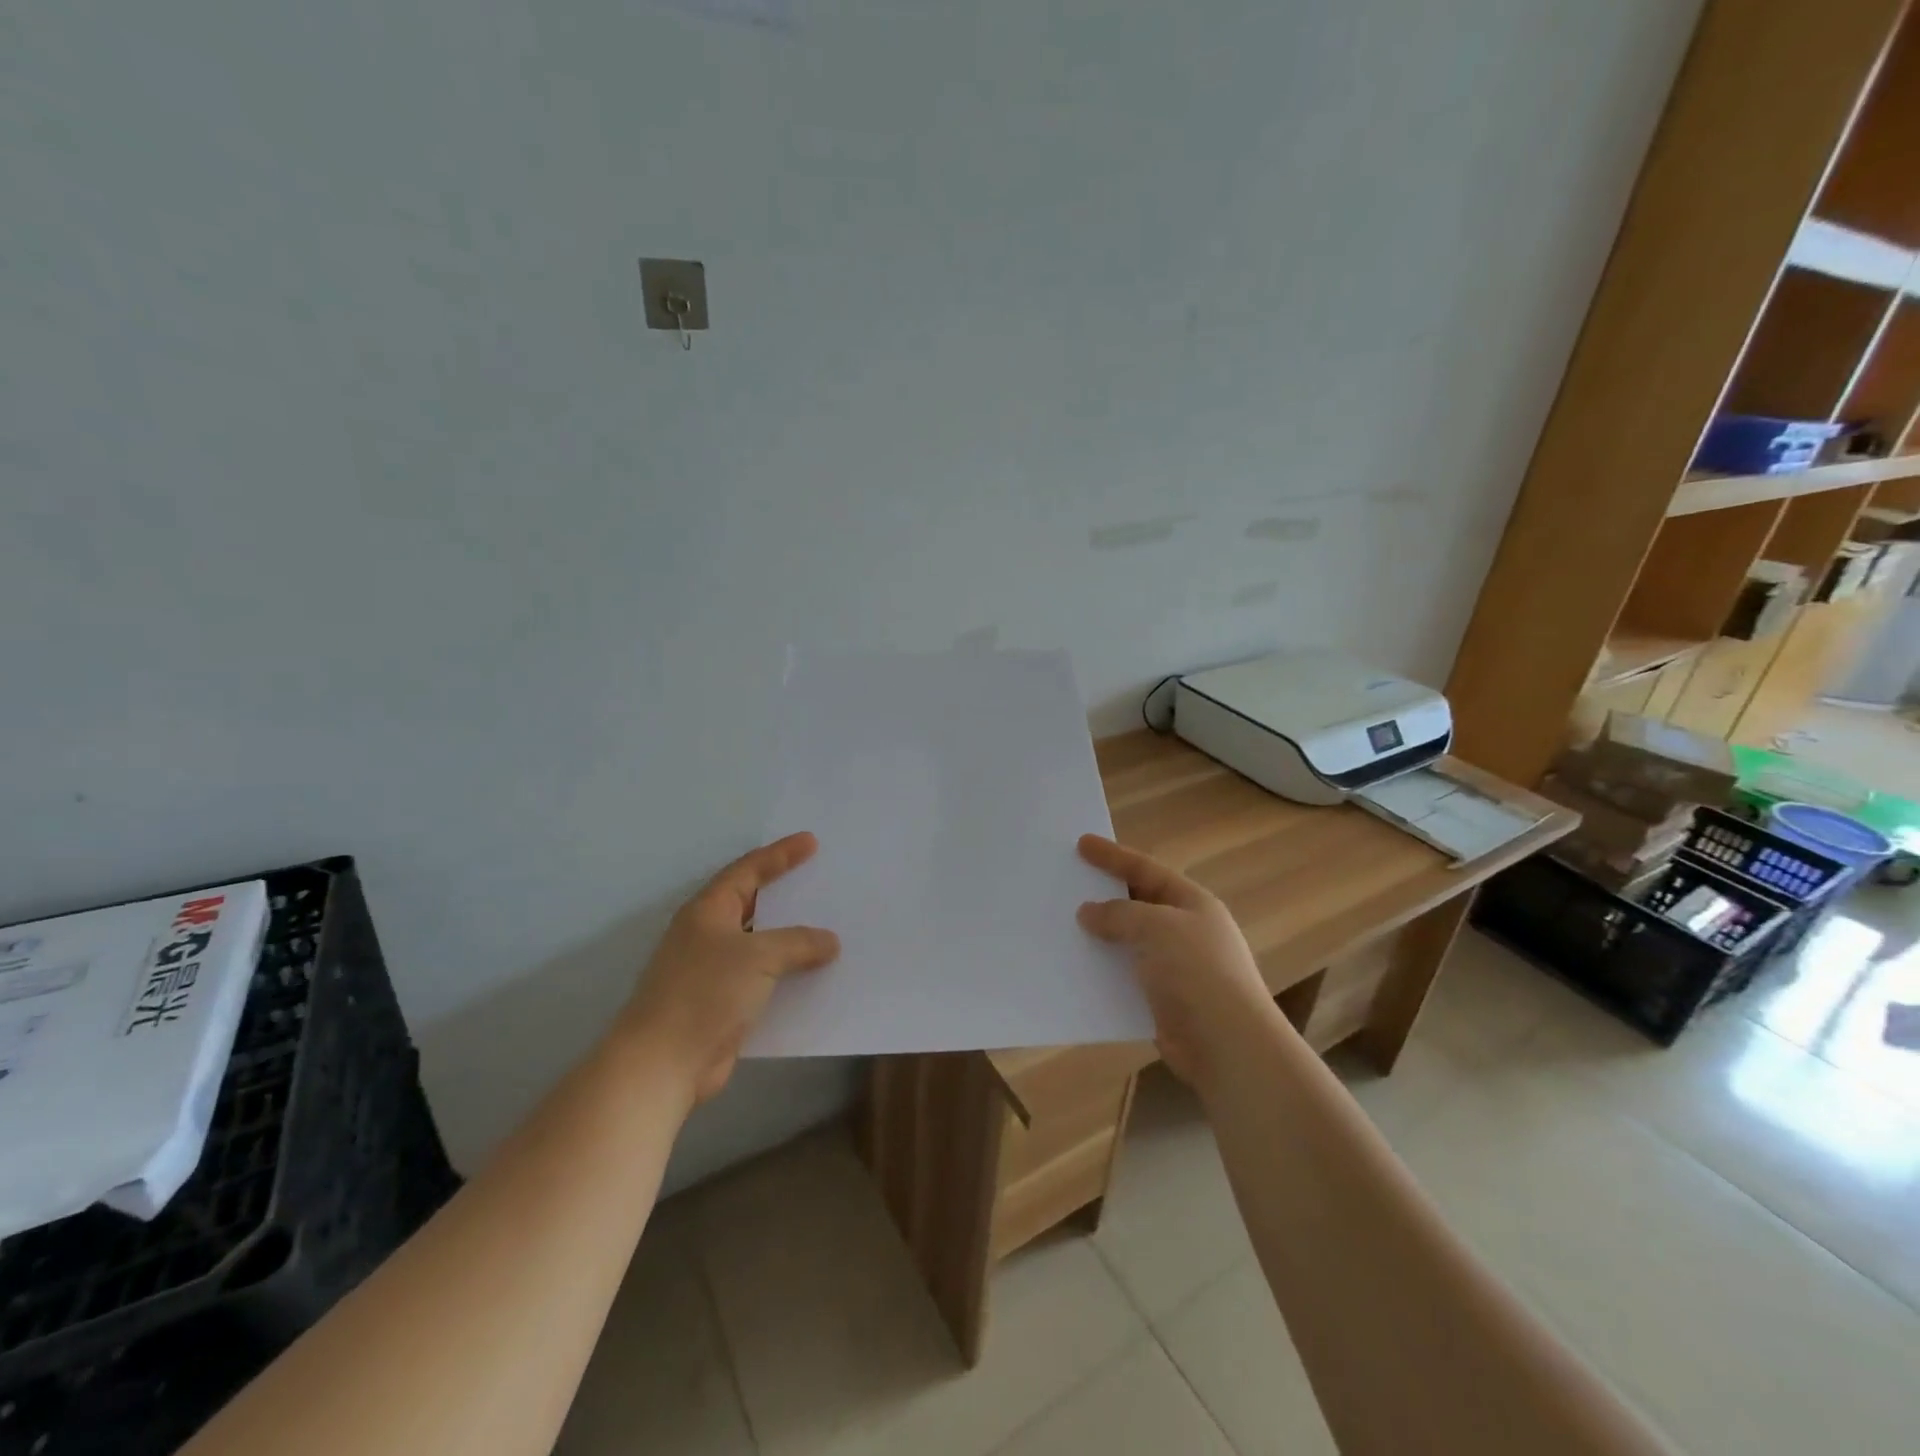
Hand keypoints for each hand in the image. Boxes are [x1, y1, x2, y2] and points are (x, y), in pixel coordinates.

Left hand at [620, 833, 839, 1104]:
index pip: (748, 871)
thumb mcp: (757, 957)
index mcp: (708, 911)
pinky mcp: (721, 1004)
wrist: (662, 1065)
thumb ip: (798, 943)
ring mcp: (712, 971)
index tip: (811, 842)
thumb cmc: (704, 994)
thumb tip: (830, 941)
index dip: (780, 855)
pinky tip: (814, 975)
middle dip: (786, 893)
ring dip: (791, 938)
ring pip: (760, 944)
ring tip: (828, 926)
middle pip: (753, 904)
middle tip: (821, 880)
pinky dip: (787, 974)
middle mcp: (707, 935)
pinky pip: (763, 979)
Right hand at [1076, 834, 1290, 1089]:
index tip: (1081, 844)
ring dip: (1100, 936)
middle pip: (1138, 903)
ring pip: (1128, 942)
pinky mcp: (1162, 1001)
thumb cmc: (1196, 972)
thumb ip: (1119, 914)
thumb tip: (1089, 912)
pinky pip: (1125, 976)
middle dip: (1104, 895)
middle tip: (1067, 884)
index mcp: (1193, 904)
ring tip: (1062, 927)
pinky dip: (1103, 970)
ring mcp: (1175, 968)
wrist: (1227, 1045)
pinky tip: (1076, 969)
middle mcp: (1186, 931)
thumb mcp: (1156, 927)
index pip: (1147, 870)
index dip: (1113, 856)